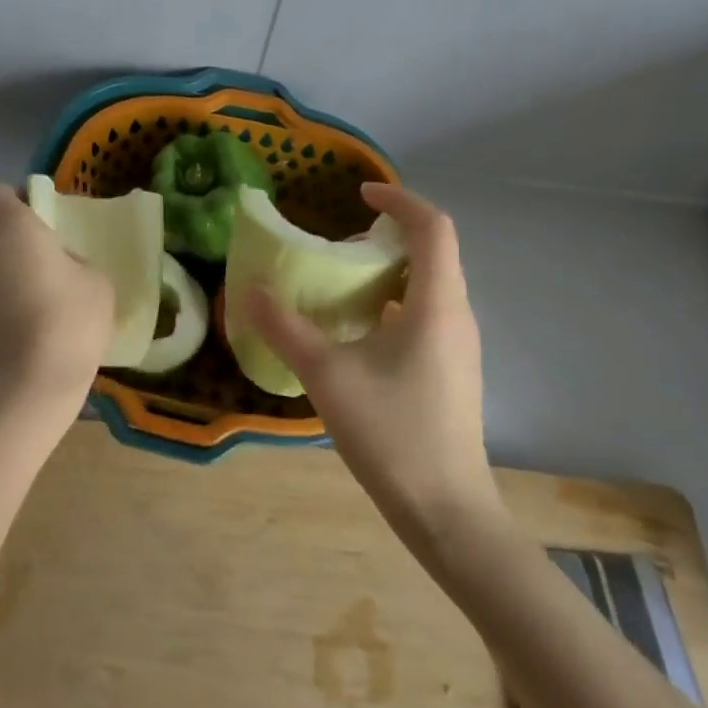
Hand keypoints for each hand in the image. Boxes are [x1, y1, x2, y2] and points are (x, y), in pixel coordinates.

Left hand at [0, 185, 114, 408]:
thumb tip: (61, 265)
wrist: (35, 384)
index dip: (16, 199)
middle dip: (21, 241)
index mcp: (12, 229)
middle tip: (56, 262)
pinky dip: (9, 301)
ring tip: (48, 299)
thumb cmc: (71, 318)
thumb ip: (75, 259)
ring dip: (14, 273)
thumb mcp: (97, 279)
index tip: (42, 216)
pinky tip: (36, 325)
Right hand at [246, 183, 502, 532]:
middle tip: (338, 246)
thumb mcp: (327, 376)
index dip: (399, 200)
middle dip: (387, 235)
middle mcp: (457, 315)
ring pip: (428, 285)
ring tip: (341, 284)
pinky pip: (425, 314)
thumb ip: (285, 329)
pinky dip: (392, 302)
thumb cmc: (392, 434)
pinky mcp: (452, 370)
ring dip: (388, 271)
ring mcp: (459, 345)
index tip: (358, 195)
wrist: (447, 512)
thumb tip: (249, 291)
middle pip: (432, 252)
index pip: (433, 227)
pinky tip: (358, 331)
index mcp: (436, 305)